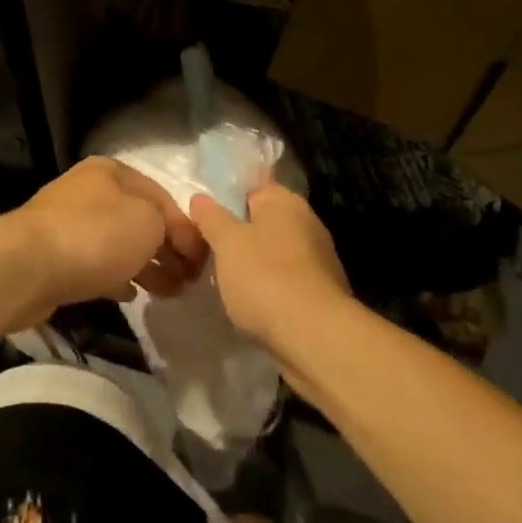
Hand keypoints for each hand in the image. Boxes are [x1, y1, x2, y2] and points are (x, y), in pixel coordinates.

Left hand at [9, 157, 207, 321]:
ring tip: (170, 293)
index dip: (187, 228)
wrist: (26, 268)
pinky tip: (132, 295)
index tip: (203, 261)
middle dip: (168, 249)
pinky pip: (96, 264)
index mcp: (110, 172)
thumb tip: (172, 242)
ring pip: (118, 244)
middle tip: (190, 281)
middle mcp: (88, 191)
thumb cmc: (95, 235)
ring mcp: (67, 224)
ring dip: (147, 266)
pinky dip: (117, 276)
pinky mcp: (54, 256)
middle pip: (139, 220)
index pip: (162, 197)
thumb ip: (170, 226)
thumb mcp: (148, 220)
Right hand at [189, 184, 353, 358]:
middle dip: (237, 234)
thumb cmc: (265, 277)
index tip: (203, 217)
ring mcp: (317, 256)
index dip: (224, 198)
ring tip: (224, 279)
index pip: (250, 186)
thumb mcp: (226, 242)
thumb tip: (201, 198)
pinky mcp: (320, 289)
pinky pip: (285, 278)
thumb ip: (211, 217)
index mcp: (284, 200)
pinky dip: (268, 286)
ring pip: (273, 250)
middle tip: (207, 249)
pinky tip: (250, 302)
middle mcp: (306, 221)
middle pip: (262, 219)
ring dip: (252, 262)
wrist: (314, 336)